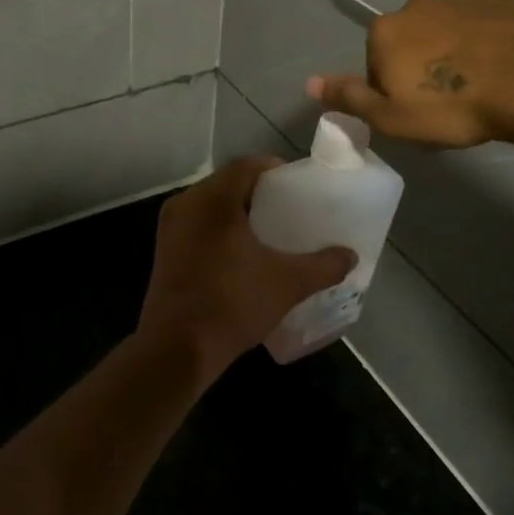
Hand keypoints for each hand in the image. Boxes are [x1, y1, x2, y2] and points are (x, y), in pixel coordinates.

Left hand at [139, 158, 355, 380]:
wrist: (177, 349)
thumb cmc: (232, 304)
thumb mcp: (287, 284)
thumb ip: (323, 266)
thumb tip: (350, 256)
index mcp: (213, 199)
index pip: (246, 166)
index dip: (274, 169)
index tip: (297, 184)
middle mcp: (186, 203)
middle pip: (227, 183)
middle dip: (258, 192)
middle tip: (288, 207)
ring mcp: (170, 227)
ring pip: (210, 205)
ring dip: (238, 211)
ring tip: (268, 229)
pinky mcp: (164, 249)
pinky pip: (197, 224)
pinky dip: (220, 228)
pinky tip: (241, 251)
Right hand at [309, 0, 513, 148]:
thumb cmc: (453, 106)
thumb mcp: (391, 118)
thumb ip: (349, 98)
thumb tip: (309, 83)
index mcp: (386, 32)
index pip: (375, 64)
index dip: (392, 92)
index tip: (417, 114)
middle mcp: (418, 6)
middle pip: (409, 42)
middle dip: (422, 68)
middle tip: (448, 105)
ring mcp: (462, 0)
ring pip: (447, 33)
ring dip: (454, 57)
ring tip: (480, 91)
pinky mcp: (503, 2)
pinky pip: (483, 28)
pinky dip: (487, 47)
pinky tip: (505, 73)